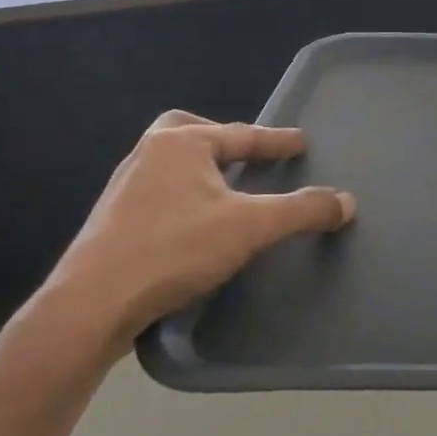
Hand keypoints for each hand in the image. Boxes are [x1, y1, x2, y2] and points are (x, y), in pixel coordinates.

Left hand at [39, 111, 355, 349]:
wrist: (90, 305)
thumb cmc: (173, 250)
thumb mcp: (250, 227)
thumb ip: (301, 211)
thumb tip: (346, 202)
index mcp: (180, 143)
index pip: (242, 135)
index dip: (277, 140)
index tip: (301, 142)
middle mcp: (148, 155)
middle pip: (190, 130)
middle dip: (221, 139)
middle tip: (246, 156)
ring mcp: (125, 187)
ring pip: (172, 162)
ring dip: (202, 169)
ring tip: (228, 189)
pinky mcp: (112, 220)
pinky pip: (159, 190)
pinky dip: (185, 194)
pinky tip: (196, 222)